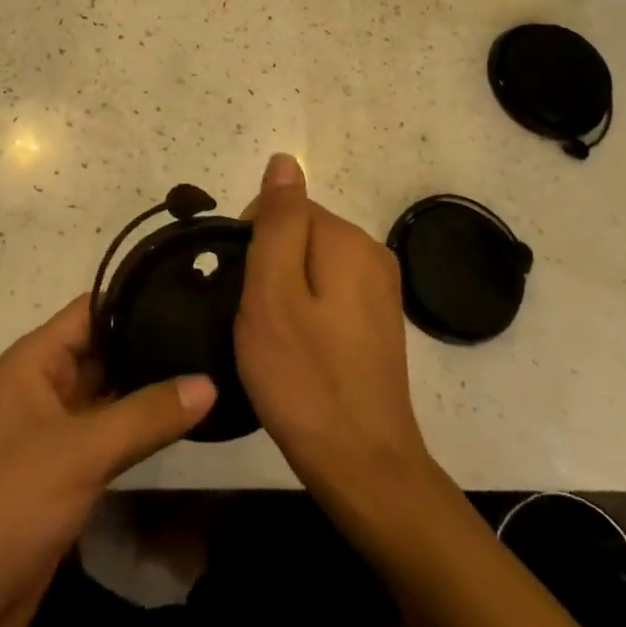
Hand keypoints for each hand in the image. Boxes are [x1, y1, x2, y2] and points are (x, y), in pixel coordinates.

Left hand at [0, 297, 216, 626]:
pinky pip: (107, 435)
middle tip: (213, 336)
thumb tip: (210, 381)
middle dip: (149, 344)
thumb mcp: (80, 453)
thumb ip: (146, 415)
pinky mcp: (64, 471)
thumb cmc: (8, 505)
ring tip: (209, 369)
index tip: (190, 296)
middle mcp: (41, 386)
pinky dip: (139, 428)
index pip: (90, 311)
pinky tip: (182, 422)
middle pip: (101, 350)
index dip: (135, 301)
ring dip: (148, 388)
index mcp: (32, 362)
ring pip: (107, 395)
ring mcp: (52, 431)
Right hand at [236, 153, 429, 509]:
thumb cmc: (304, 377)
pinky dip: (305, 314)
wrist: (363, 465)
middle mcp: (373, 254)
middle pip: (298, 235)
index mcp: (348, 240)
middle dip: (268, 268)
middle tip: (259, 322)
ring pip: (309, 267)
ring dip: (283, 293)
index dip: (251, 246)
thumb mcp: (272, 292)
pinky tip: (300, 353)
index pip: (282, 208)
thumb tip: (285, 160)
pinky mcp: (378, 322)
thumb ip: (277, 221)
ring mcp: (380, 291)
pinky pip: (327, 295)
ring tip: (276, 341)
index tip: (245, 293)